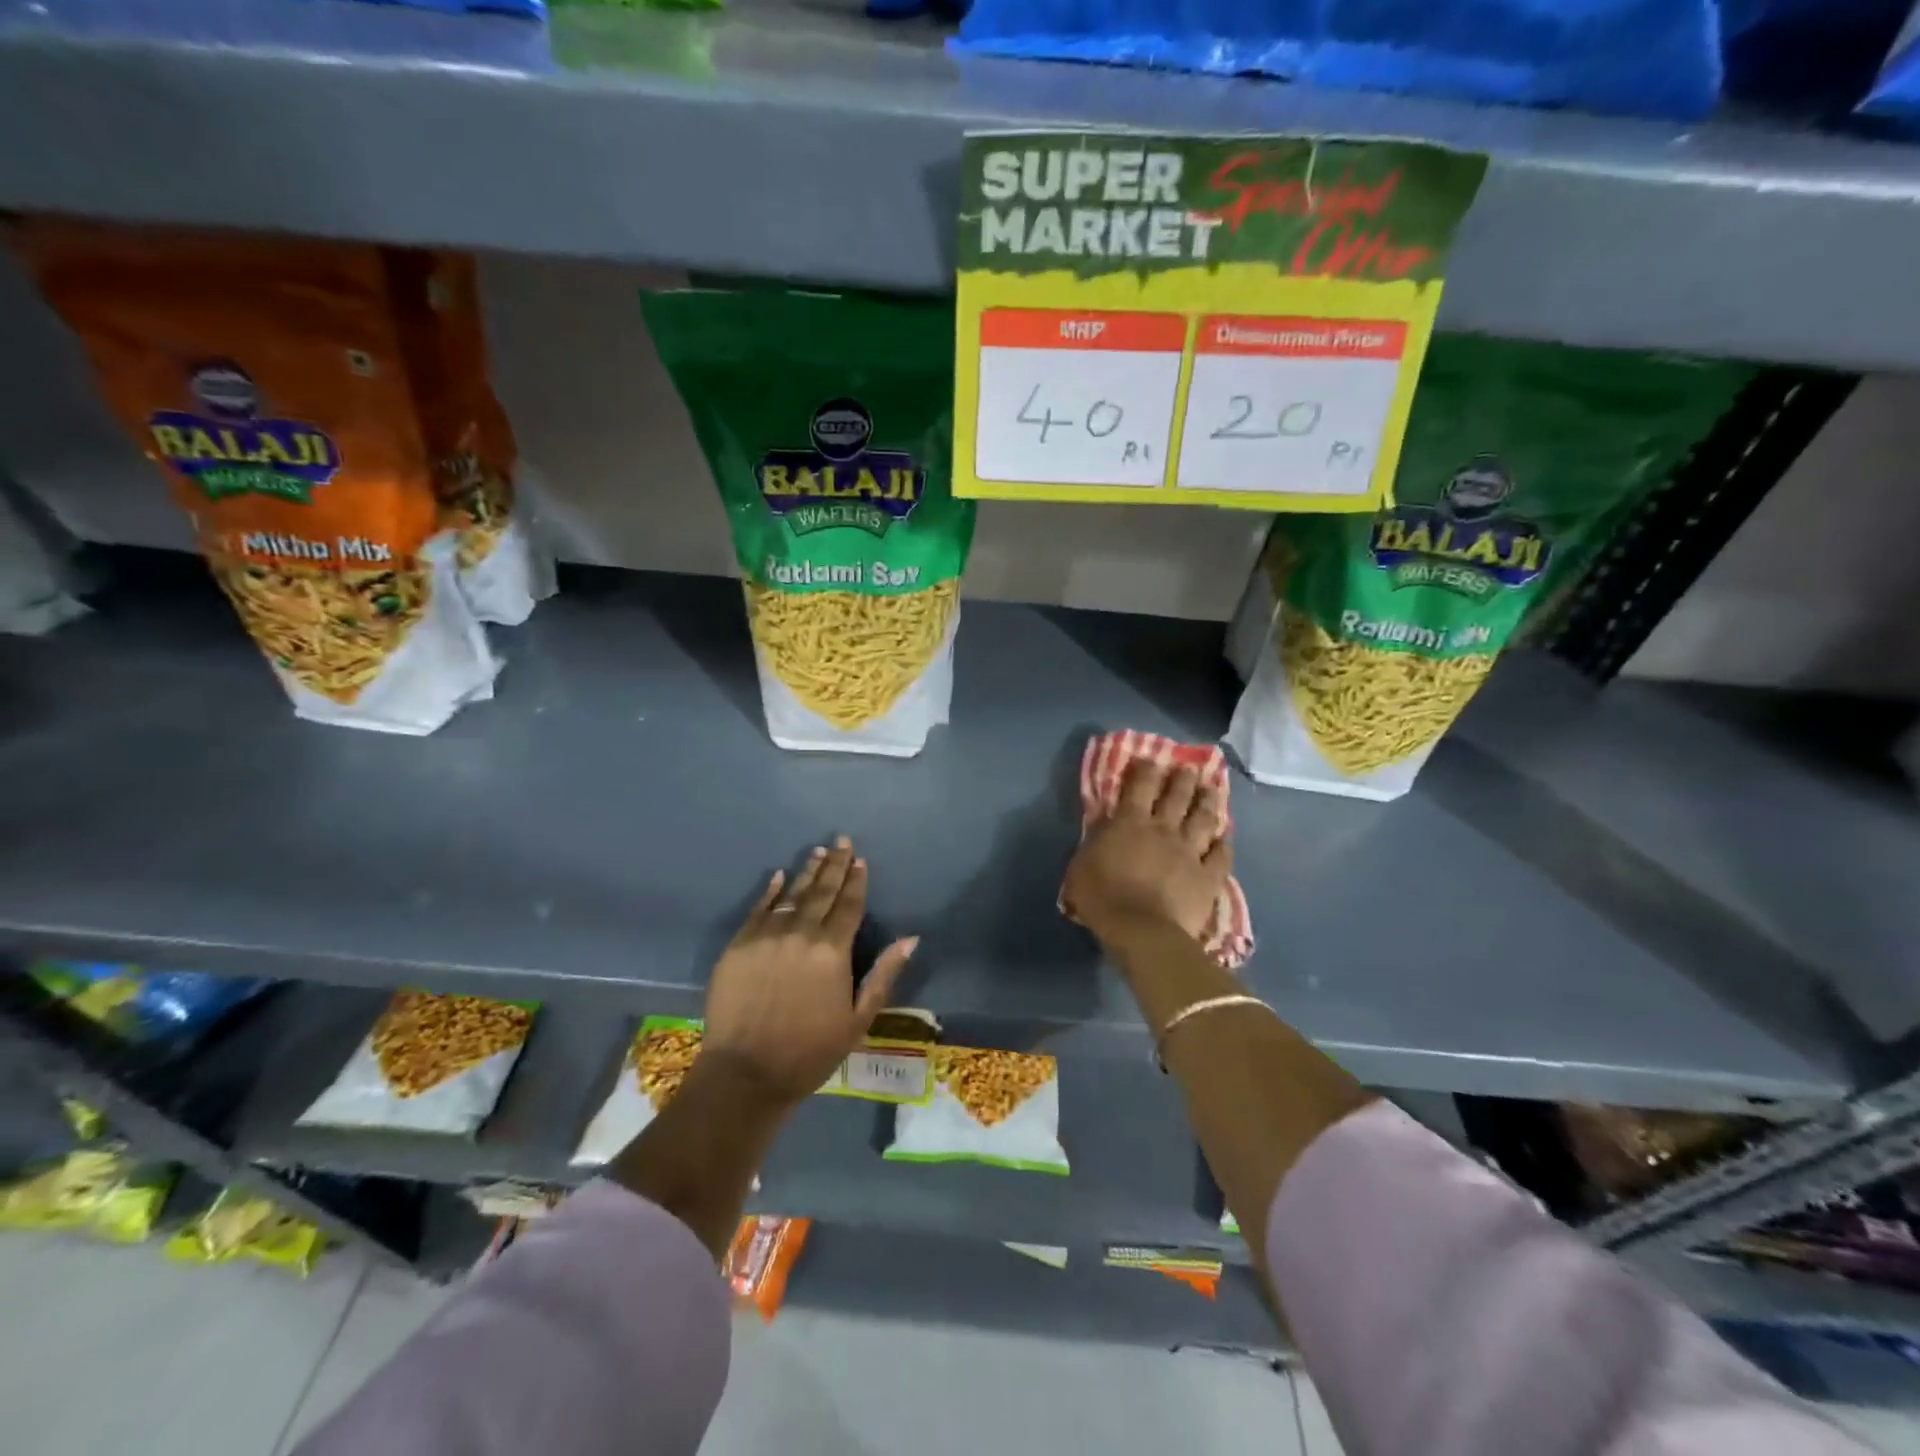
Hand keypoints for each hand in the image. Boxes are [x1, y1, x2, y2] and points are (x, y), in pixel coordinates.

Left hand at [701, 838, 917, 1108]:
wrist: (745, 1073)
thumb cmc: (810, 1051)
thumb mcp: (858, 1018)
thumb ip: (883, 974)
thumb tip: (910, 938)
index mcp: (833, 951)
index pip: (849, 905)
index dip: (857, 881)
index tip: (861, 860)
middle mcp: (801, 933)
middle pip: (822, 892)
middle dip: (835, 865)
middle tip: (842, 840)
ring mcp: (767, 936)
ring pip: (791, 894)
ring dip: (806, 872)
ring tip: (818, 852)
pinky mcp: (739, 945)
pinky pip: (758, 909)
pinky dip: (770, 891)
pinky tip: (778, 876)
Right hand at [1062, 761, 1230, 942]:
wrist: (1141, 930)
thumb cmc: (1101, 897)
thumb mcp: (1081, 864)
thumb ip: (1095, 839)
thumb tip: (1103, 823)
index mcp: (1130, 823)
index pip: (1140, 786)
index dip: (1146, 769)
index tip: (1151, 760)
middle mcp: (1163, 829)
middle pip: (1177, 796)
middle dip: (1183, 779)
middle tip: (1188, 769)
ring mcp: (1190, 851)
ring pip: (1204, 819)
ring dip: (1208, 802)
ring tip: (1211, 790)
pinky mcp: (1208, 876)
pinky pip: (1221, 855)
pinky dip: (1223, 844)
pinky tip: (1225, 837)